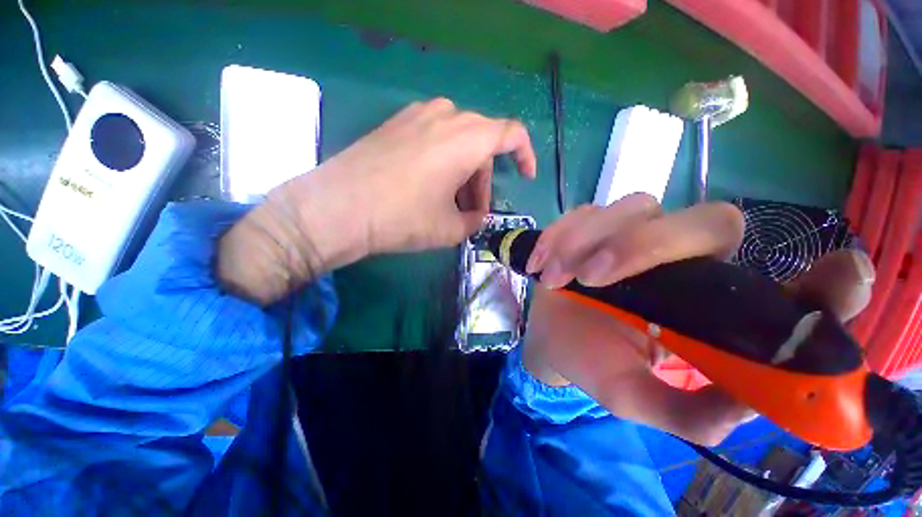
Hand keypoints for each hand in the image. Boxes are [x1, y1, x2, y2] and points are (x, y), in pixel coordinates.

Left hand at [217, 98, 535, 304]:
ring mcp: (418, 115)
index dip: (525, 155)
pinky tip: (428, 184)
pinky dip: (442, 159)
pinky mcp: (396, 122)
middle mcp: (447, 116)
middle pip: (481, 144)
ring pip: (458, 140)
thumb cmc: (403, 218)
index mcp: (467, 139)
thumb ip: (473, 222)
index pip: (512, 134)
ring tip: (449, 201)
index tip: (526, 177)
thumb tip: (476, 217)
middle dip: (483, 179)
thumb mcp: (448, 229)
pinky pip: (434, 136)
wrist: (339, 208)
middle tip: (473, 210)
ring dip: (463, 170)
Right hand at [522, 195, 874, 444]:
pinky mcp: (591, 225)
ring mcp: (632, 233)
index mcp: (709, 307)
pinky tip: (543, 265)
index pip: (789, 286)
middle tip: (594, 279)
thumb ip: (689, 412)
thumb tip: (748, 408)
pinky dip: (559, 236)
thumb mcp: (636, 398)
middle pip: (706, 222)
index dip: (827, 282)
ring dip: (586, 242)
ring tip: (557, 279)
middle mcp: (684, 259)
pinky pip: (581, 214)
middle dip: (644, 245)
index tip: (843, 275)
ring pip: (633, 208)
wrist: (550, 338)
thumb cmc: (593, 364)